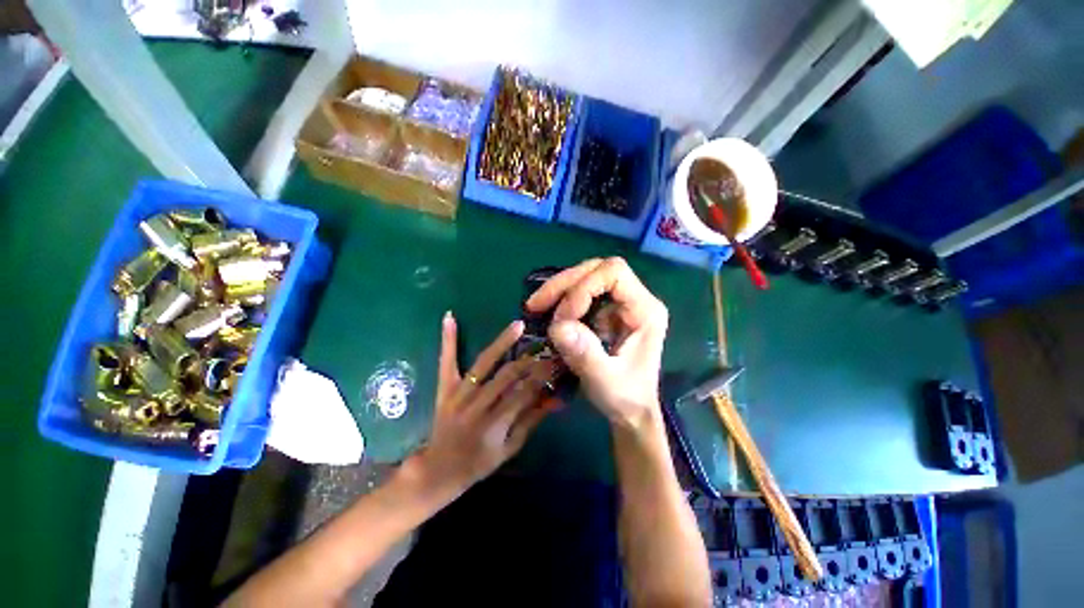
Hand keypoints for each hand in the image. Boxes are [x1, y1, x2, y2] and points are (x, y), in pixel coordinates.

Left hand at [405, 313, 556, 495]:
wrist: (438, 470)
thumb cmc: (479, 463)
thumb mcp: (510, 449)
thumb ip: (532, 421)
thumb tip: (555, 399)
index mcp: (495, 426)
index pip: (524, 394)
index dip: (542, 376)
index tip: (556, 361)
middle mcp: (477, 407)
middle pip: (507, 376)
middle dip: (529, 360)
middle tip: (545, 345)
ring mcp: (458, 395)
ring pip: (483, 364)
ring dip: (502, 343)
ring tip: (518, 326)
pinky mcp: (444, 389)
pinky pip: (446, 361)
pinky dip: (448, 340)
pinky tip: (450, 317)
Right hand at [526, 257, 668, 430]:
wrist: (631, 411)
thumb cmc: (625, 397)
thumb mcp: (606, 381)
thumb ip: (585, 354)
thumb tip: (558, 326)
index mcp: (645, 310)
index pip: (614, 273)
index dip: (584, 287)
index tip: (564, 316)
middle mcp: (634, 299)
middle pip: (597, 270)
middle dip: (564, 284)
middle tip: (536, 304)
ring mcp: (619, 304)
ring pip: (586, 277)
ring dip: (558, 290)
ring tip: (535, 307)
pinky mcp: (605, 311)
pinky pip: (580, 293)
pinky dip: (560, 299)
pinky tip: (546, 311)